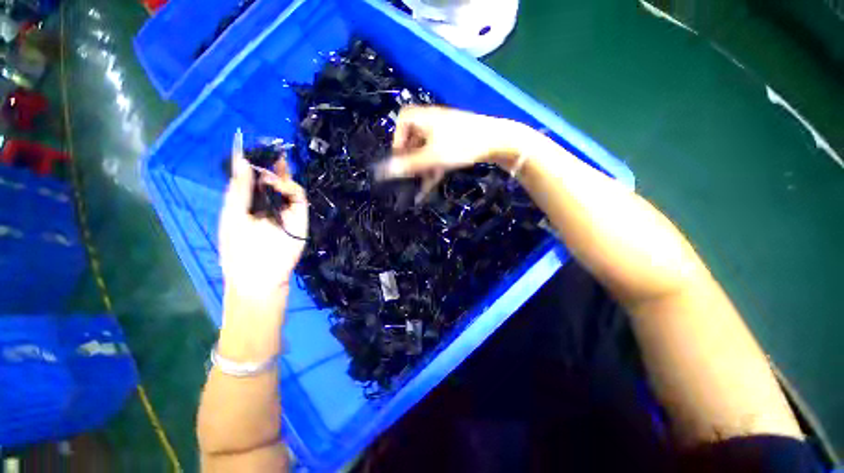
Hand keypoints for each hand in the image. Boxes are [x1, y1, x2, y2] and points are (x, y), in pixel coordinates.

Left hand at [218, 130, 308, 305]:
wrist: (261, 276)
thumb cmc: (238, 249)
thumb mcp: (232, 215)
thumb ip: (238, 188)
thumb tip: (242, 160)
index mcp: (251, 203)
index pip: (254, 179)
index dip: (255, 163)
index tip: (253, 145)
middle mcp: (270, 204)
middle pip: (274, 179)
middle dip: (272, 164)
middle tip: (270, 148)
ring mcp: (287, 210)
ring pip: (288, 185)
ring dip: (279, 174)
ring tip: (269, 170)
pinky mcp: (300, 216)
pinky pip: (298, 195)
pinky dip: (289, 186)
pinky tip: (276, 182)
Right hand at [375, 106, 526, 199]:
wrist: (497, 141)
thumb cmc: (461, 145)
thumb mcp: (431, 157)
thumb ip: (407, 165)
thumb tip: (381, 172)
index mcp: (423, 118)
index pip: (402, 122)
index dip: (397, 140)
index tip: (399, 159)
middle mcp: (432, 122)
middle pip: (414, 139)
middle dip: (410, 161)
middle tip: (409, 176)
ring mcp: (445, 131)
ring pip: (426, 150)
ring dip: (422, 169)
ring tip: (420, 188)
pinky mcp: (455, 141)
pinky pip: (438, 154)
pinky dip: (433, 168)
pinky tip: (430, 186)